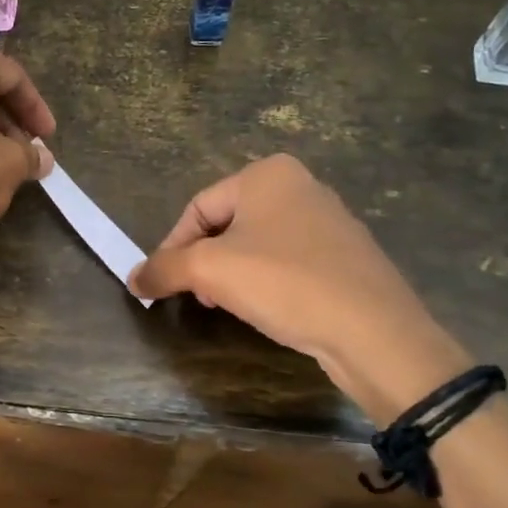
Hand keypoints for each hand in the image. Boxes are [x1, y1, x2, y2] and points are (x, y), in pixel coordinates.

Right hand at [128, 155, 469, 425]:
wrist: (375, 333)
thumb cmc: (286, 284)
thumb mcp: (211, 271)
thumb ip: (164, 268)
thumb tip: (132, 278)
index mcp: (267, 174)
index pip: (198, 208)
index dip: (172, 247)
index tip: (162, 283)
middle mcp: (300, 186)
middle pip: (226, 224)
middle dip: (204, 261)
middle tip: (197, 296)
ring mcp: (328, 220)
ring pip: (256, 244)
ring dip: (232, 274)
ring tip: (228, 305)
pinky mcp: (346, 255)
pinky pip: (288, 261)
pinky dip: (266, 281)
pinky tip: (268, 309)